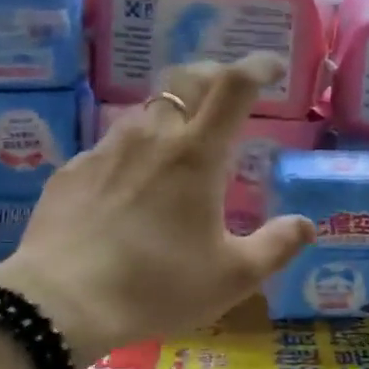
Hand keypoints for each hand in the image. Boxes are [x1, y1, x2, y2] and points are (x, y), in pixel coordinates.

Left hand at [0, 56, 313, 363]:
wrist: (62, 302)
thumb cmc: (158, 286)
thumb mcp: (232, 277)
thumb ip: (276, 247)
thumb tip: (306, 225)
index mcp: (197, 155)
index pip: (234, 86)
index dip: (257, 67)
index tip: (271, 67)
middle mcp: (152, 137)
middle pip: (186, 80)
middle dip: (213, 75)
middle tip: (228, 92)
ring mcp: (106, 149)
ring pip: (146, 110)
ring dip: (172, 113)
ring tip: (181, 141)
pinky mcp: (73, 170)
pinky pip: (111, 145)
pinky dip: (133, 151)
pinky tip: (130, 184)